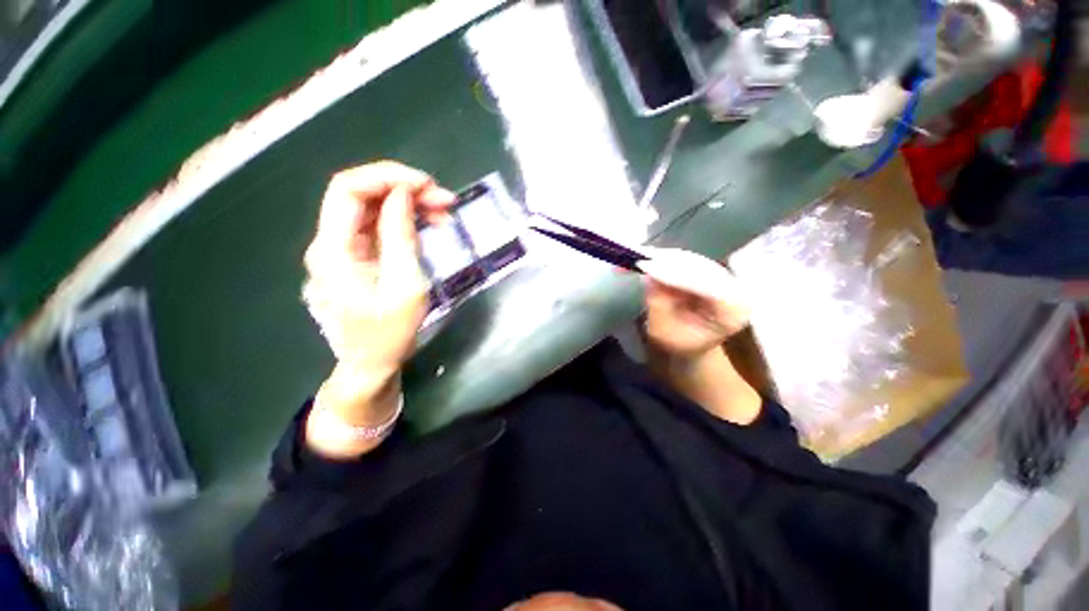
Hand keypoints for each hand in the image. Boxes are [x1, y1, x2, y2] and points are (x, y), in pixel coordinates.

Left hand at [302, 162, 454, 454]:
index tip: (427, 185)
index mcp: (334, 249)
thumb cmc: (389, 333)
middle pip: (361, 195)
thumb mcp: (405, 285)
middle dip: (404, 189)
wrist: (372, 362)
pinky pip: (379, 227)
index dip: (387, 177)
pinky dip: (405, 220)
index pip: (348, 189)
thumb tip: (403, 194)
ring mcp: (343, 249)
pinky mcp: (358, 257)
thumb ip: (401, 236)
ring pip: (373, 209)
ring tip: (444, 211)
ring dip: (408, 203)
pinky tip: (429, 223)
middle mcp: (331, 242)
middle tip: (445, 199)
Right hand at [639, 248, 749, 358]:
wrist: (692, 346)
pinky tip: (646, 257)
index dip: (674, 273)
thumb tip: (648, 274)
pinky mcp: (709, 270)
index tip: (645, 266)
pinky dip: (663, 258)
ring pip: (690, 259)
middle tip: (637, 258)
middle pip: (698, 266)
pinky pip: (685, 259)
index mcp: (733, 311)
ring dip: (661, 257)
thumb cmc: (678, 346)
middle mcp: (734, 288)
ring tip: (636, 255)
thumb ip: (657, 304)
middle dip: (665, 261)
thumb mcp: (662, 332)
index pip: (704, 285)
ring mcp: (723, 276)